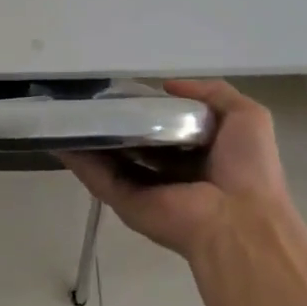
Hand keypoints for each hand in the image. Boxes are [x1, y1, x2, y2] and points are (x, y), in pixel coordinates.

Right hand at [59, 79, 305, 262]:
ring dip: (90, 138)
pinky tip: (59, 135)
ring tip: (66, 110)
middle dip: (115, 123)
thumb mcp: (246, 117)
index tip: (125, 91)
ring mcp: (144, 189)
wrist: (239, 220)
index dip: (147, 110)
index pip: (166, 129)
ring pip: (110, 159)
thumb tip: (167, 85)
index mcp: (198, 156)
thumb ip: (212, 93)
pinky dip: (78, 159)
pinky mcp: (125, 202)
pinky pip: (97, 177)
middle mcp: (169, 173)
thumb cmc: (247, 168)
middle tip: (90, 97)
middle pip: (134, 143)